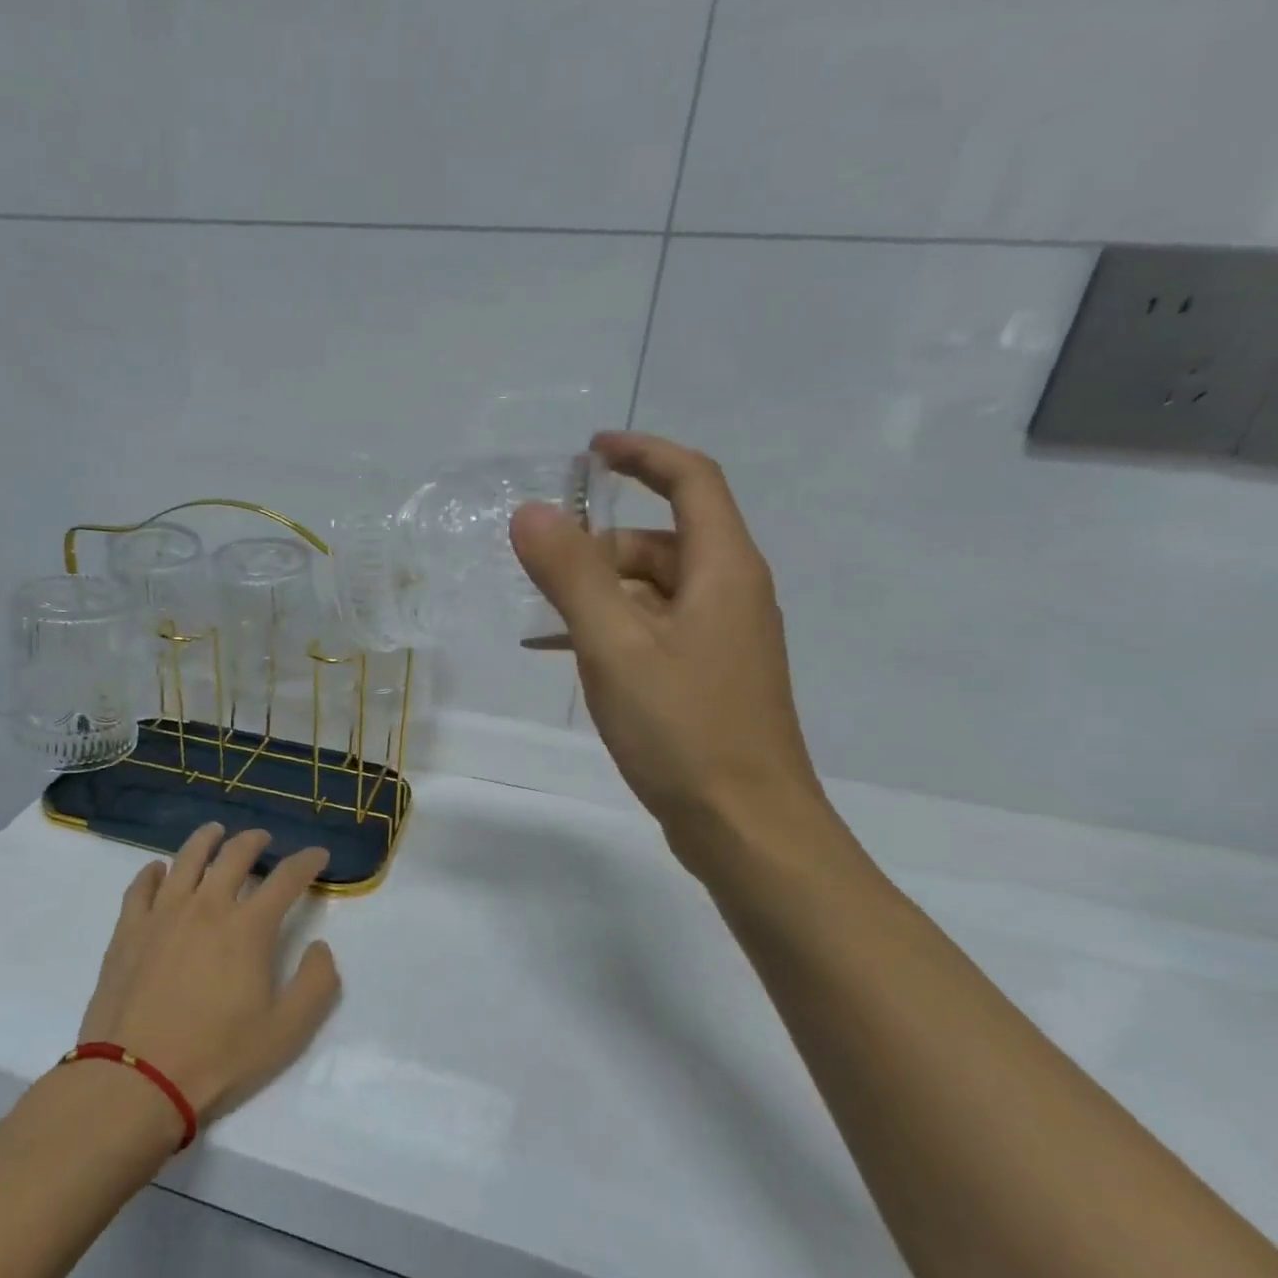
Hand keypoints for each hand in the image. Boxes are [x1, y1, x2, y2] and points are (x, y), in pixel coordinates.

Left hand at [77, 824, 339, 1122]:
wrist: (135, 1080)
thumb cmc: (217, 1057)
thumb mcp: (287, 1032)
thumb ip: (317, 984)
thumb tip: (321, 947)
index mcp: (249, 927)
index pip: (286, 878)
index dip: (307, 861)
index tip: (317, 855)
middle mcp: (207, 906)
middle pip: (234, 855)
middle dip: (254, 841)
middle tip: (263, 839)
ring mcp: (163, 914)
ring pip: (187, 859)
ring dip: (206, 839)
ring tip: (215, 832)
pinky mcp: (128, 930)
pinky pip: (141, 886)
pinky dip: (154, 872)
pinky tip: (159, 870)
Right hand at [511, 432, 826, 865]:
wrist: (745, 827)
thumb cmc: (684, 730)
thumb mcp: (615, 646)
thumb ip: (571, 576)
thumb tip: (531, 512)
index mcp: (723, 571)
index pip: (692, 481)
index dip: (644, 454)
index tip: (591, 450)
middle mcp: (731, 595)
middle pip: (662, 542)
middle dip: (599, 546)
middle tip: (540, 571)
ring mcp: (721, 640)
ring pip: (653, 591)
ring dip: (598, 592)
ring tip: (540, 619)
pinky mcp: (706, 678)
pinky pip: (651, 631)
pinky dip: (609, 630)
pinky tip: (563, 656)